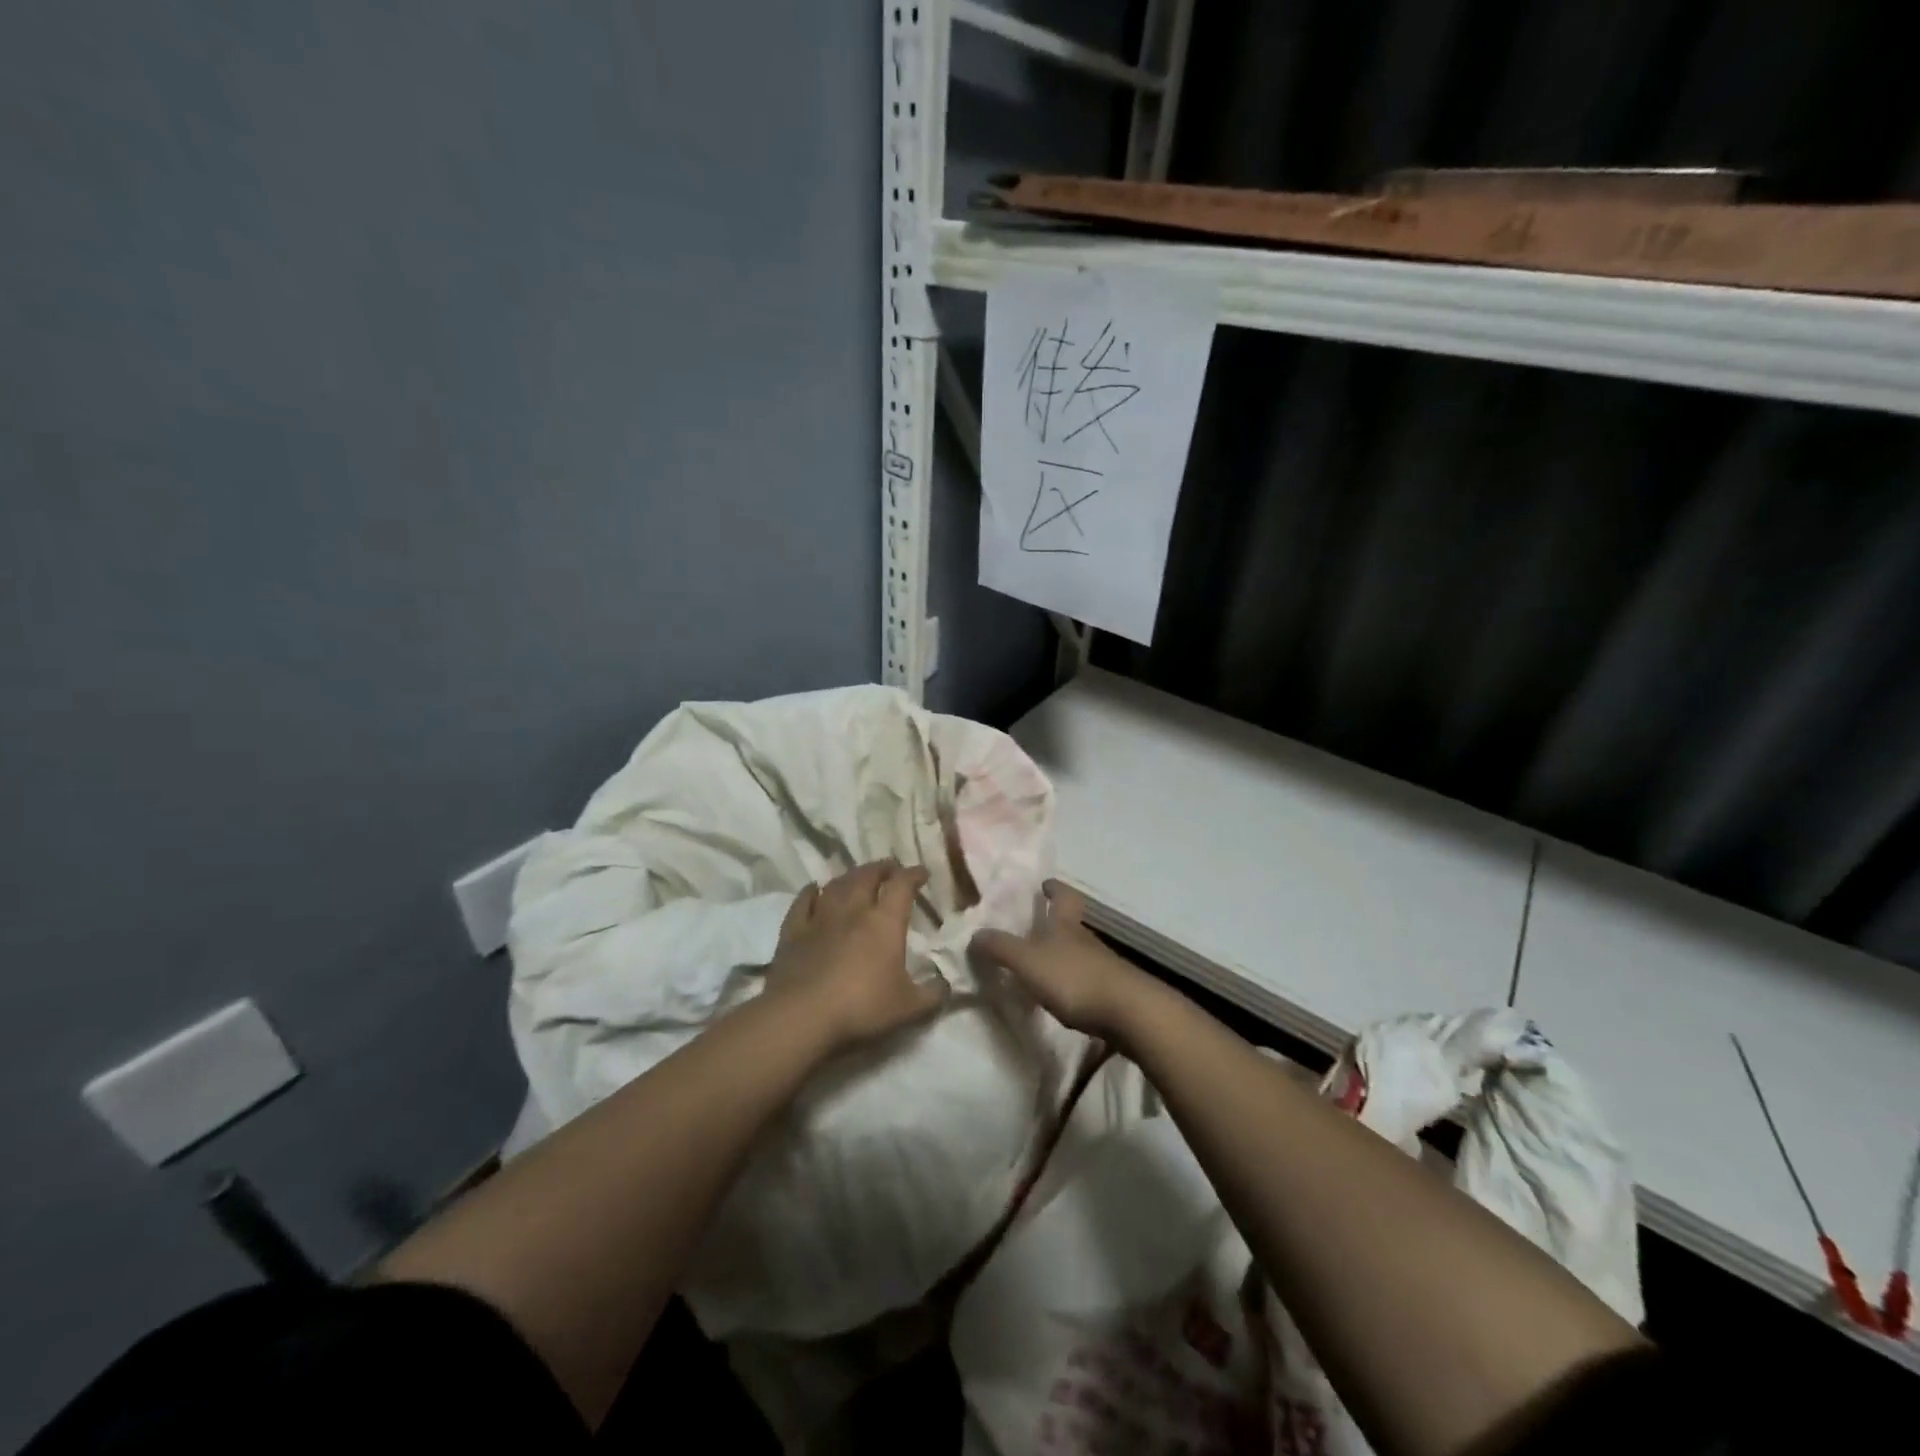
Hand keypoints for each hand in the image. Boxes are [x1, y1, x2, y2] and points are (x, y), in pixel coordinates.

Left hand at [766, 860, 946, 1050]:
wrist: (802, 1016)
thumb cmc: (862, 1007)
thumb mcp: (909, 1008)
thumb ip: (932, 994)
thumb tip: (946, 984)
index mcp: (885, 922)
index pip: (902, 885)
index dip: (913, 875)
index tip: (922, 873)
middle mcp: (853, 910)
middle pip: (867, 876)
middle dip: (881, 868)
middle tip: (890, 867)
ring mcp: (819, 918)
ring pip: (836, 885)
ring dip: (850, 876)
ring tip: (857, 876)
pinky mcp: (793, 933)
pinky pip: (802, 903)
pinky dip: (810, 892)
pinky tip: (813, 889)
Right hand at [970, 881, 1152, 1041]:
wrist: (1129, 1013)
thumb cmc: (1074, 978)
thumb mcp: (1028, 962)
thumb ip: (1001, 948)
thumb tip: (975, 934)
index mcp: (1066, 925)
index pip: (1063, 896)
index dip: (1054, 889)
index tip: (1045, 884)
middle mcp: (1086, 939)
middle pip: (1072, 924)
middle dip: (1056, 922)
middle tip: (1036, 925)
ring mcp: (1103, 965)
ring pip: (1080, 951)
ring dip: (1063, 953)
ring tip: (1042, 963)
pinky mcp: (1113, 991)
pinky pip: (1087, 978)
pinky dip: (1073, 980)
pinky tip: (1062, 994)